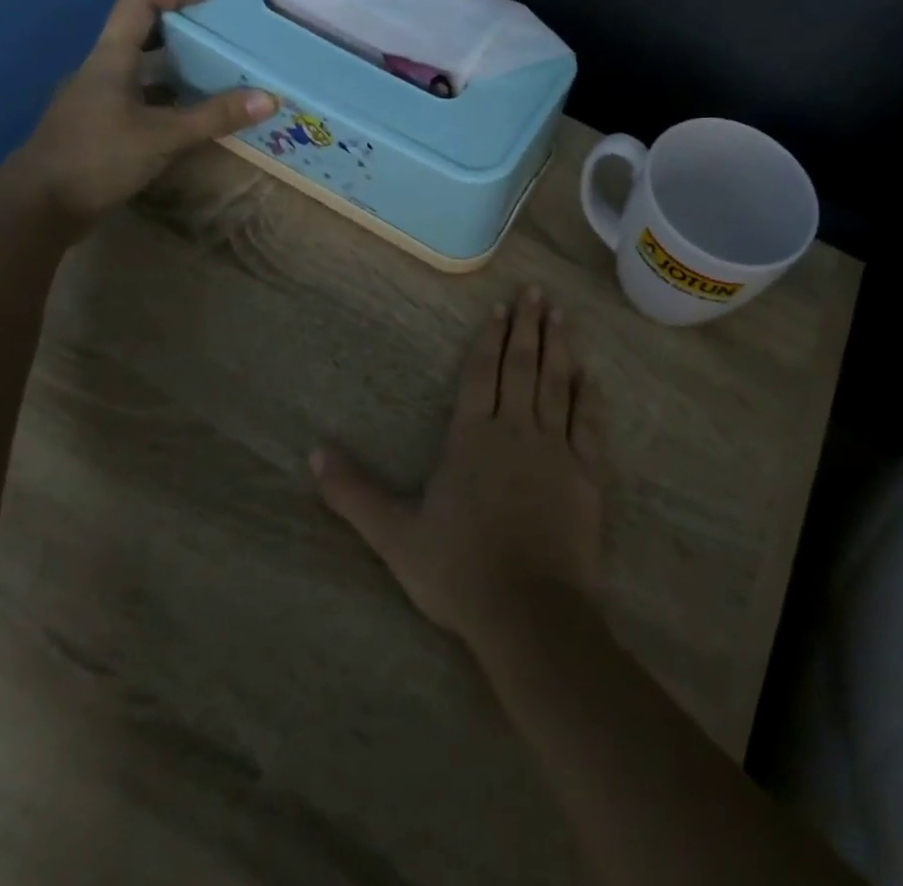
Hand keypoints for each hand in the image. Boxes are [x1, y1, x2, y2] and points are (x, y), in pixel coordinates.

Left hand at [10, 0, 274, 224]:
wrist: (38, 207)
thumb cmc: (96, 159)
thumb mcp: (163, 136)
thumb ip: (215, 117)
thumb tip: (270, 98)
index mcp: (110, 59)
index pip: (139, 2)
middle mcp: (101, 70)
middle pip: (141, 30)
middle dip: (183, 25)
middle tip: (223, 31)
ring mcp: (98, 98)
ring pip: (142, 66)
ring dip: (177, 63)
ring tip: (218, 69)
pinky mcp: (100, 125)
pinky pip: (141, 96)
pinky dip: (169, 96)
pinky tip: (192, 113)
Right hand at [313, 289, 607, 650]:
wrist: (528, 611)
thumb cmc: (458, 570)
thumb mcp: (394, 534)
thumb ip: (353, 492)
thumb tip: (313, 452)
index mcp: (473, 438)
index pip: (482, 374)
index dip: (489, 339)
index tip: (500, 308)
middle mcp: (516, 430)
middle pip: (522, 367)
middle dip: (527, 327)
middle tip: (535, 292)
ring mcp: (554, 449)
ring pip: (557, 384)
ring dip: (558, 347)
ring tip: (560, 314)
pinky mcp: (584, 474)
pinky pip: (587, 424)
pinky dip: (588, 397)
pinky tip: (590, 375)